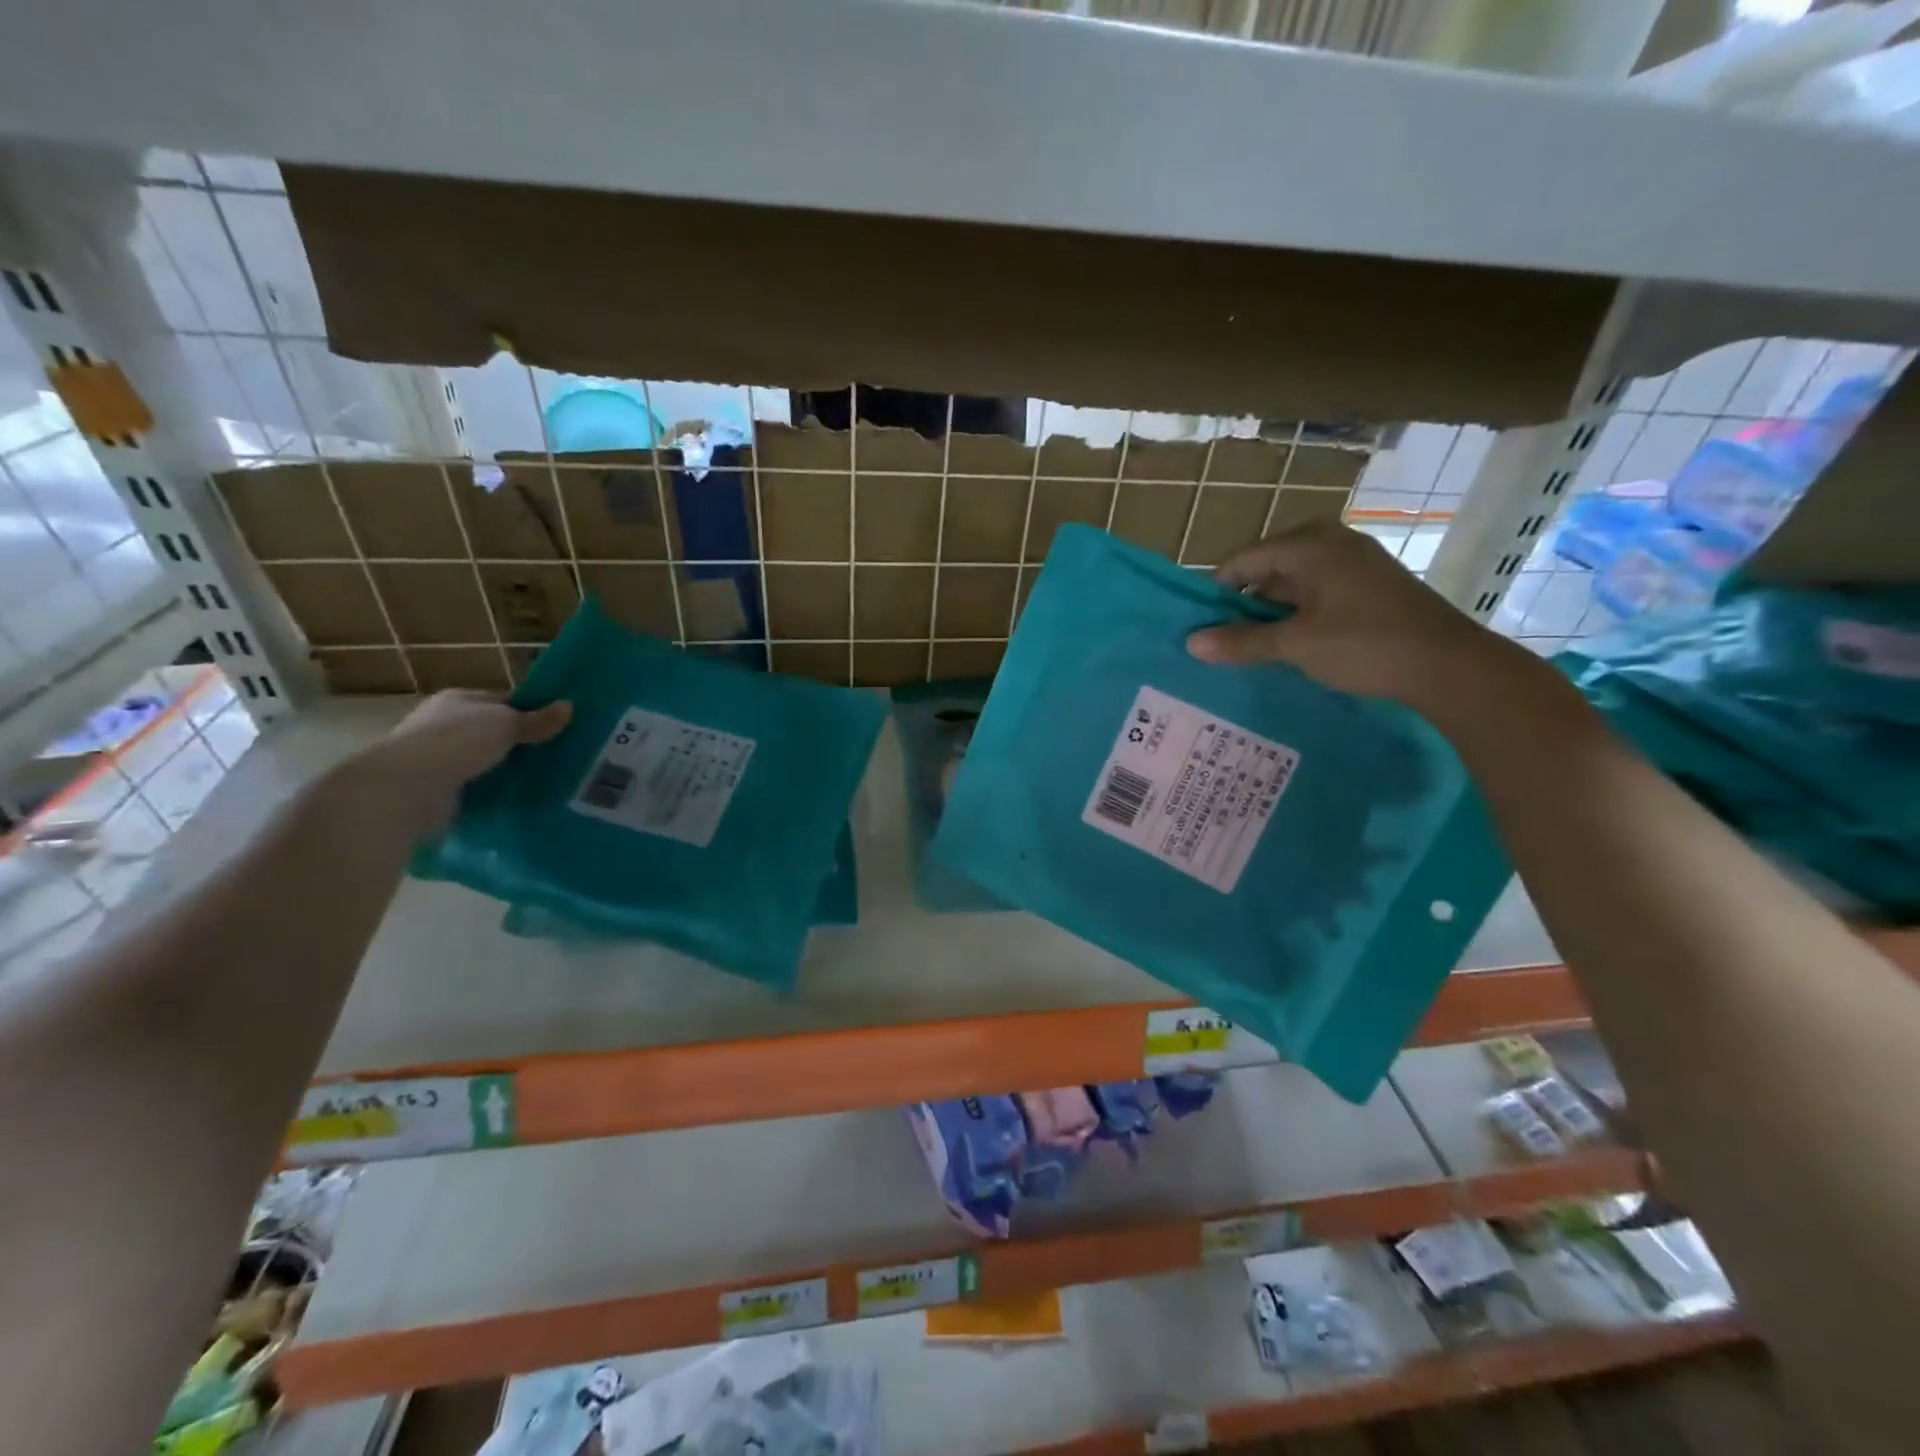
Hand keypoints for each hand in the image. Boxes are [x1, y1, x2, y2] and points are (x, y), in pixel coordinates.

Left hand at [350, 690, 571, 834]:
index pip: (500, 702)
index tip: (556, 728)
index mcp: (457, 701)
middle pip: (492, 733)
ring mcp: (436, 759)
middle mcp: (443, 725)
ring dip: (505, 771)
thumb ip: (536, 720)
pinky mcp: (436, 791)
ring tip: (543, 781)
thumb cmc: (456, 742)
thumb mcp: (505, 724)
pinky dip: (491, 794)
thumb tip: (568, 707)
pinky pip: (474, 789)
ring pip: (484, 762)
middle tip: (556, 757)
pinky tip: (517, 800)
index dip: (528, 712)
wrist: (407, 789)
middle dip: (519, 745)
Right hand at [1185, 522, 1504, 706]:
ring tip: (1249, 646)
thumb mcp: (1295, 644)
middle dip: (1242, 603)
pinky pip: (1317, 591)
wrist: (1448, 664)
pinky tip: (1289, 643)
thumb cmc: (1364, 644)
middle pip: (1267, 568)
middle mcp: (1330, 542)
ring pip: (1292, 582)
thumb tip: (1191, 643)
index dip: (1216, 592)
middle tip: (1220, 638)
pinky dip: (1297, 613)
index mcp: (1309, 545)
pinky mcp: (1369, 583)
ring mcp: (1354, 561)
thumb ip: (1242, 641)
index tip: (1199, 624)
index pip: (1242, 560)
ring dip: (1269, 612)